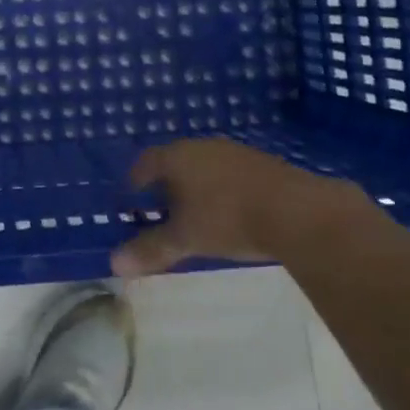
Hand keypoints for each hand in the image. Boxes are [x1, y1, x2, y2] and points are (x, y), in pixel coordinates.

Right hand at [111, 138, 367, 277]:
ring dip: (195, 187)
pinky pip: (228, 174)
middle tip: (160, 211)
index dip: (135, 181)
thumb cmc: (227, 219)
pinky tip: (228, 213)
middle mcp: (202, 146)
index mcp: (177, 156)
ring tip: (195, 215)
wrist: (295, 211)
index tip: (132, 200)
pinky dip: (220, 190)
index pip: (146, 162)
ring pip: (203, 166)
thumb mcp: (185, 239)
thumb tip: (114, 263)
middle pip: (174, 162)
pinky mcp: (260, 164)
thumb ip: (150, 249)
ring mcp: (233, 152)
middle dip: (165, 185)